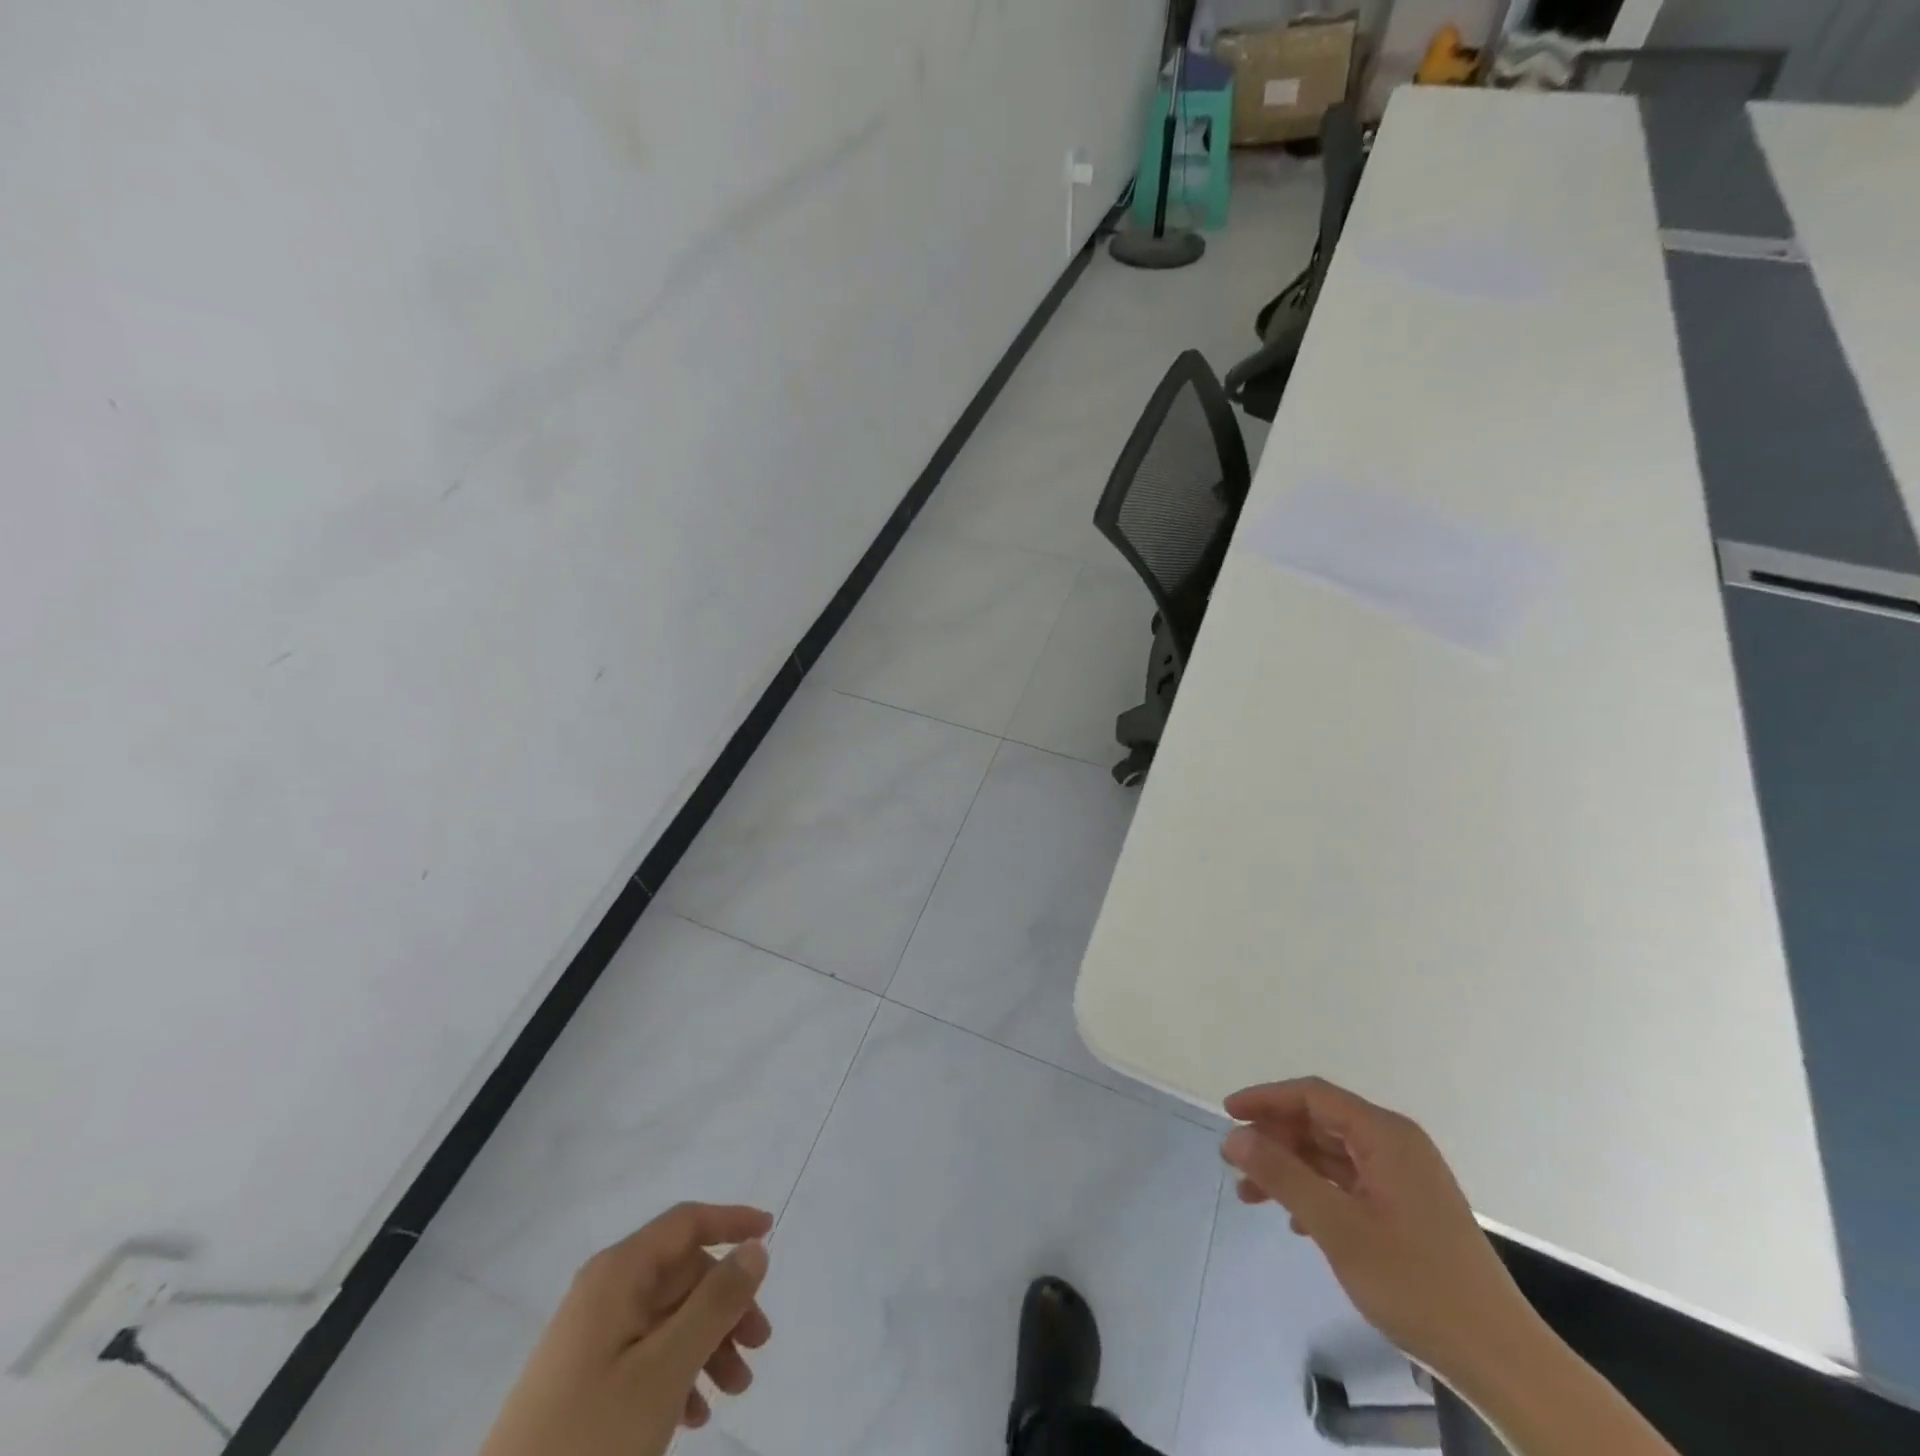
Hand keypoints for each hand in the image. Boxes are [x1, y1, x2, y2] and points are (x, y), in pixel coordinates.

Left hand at [477, 1202, 772, 1455]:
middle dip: (726, 1304)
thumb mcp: (666, 1368)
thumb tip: (755, 1248)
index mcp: (618, 1274)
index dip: (732, 1221)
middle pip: (683, 1274)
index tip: (772, 1235)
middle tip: (759, 1345)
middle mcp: (603, 1292)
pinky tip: (694, 1415)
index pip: (686, 1222)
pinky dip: (679, 1373)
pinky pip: (646, 1355)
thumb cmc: (592, 1437)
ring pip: (669, 1318)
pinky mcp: (583, 1380)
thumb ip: (716, 1302)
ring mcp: (590, 1338)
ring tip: (734, 1390)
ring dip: (709, 1344)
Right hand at [1220, 1077, 1532, 1383]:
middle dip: (1274, 1140)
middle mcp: (1396, 1145)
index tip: (1227, 1114)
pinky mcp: (1410, 1210)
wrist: (1502, 1361)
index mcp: (1385, 1135)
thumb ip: (1283, 1175)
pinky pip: (1350, 1182)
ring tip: (1252, 1196)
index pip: (1313, 1096)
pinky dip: (1317, 1192)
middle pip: (1321, 1123)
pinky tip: (1296, 1221)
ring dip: (1291, 1170)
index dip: (1265, 1100)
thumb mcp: (1338, 1227)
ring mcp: (1406, 1178)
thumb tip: (1235, 1136)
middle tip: (1234, 1163)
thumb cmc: (1416, 1284)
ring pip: (1332, 1155)